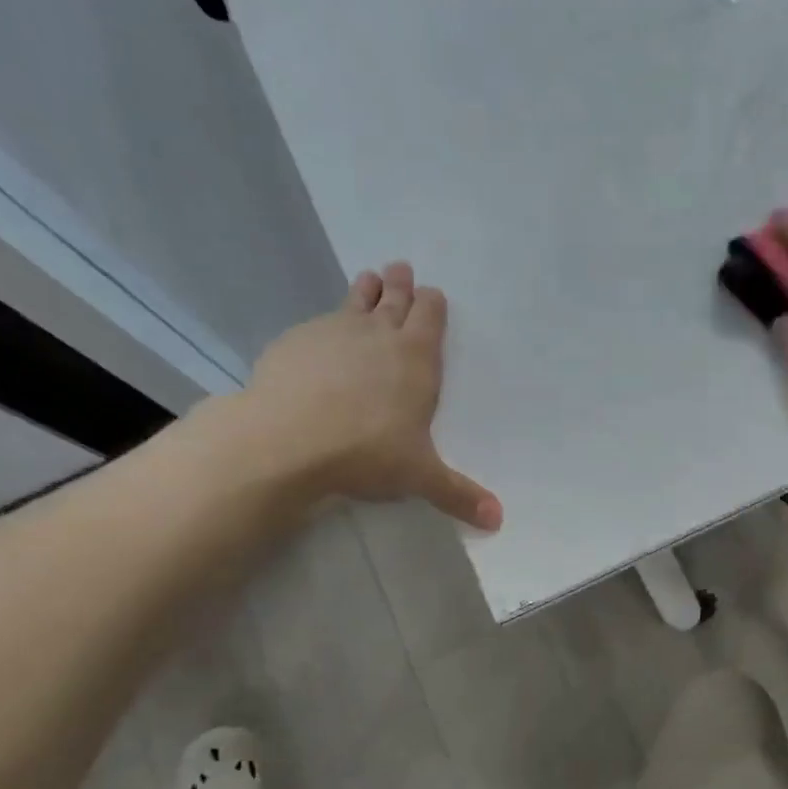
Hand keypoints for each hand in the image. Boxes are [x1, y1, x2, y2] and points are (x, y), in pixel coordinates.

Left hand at [214, 262, 501, 528]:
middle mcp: (378, 335)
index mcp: (417, 357)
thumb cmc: (368, 452)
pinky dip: (328, 322)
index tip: (432, 294)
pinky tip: (323, 332)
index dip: (432, 304)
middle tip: (401, 269)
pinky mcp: (296, 341)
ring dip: (366, 289)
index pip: (429, 317)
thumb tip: (498, 520)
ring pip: (356, 300)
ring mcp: (334, 332)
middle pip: (394, 299)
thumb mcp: (421, 477)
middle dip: (401, 285)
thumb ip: (459, 494)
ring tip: (369, 277)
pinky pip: (319, 322)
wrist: (288, 440)